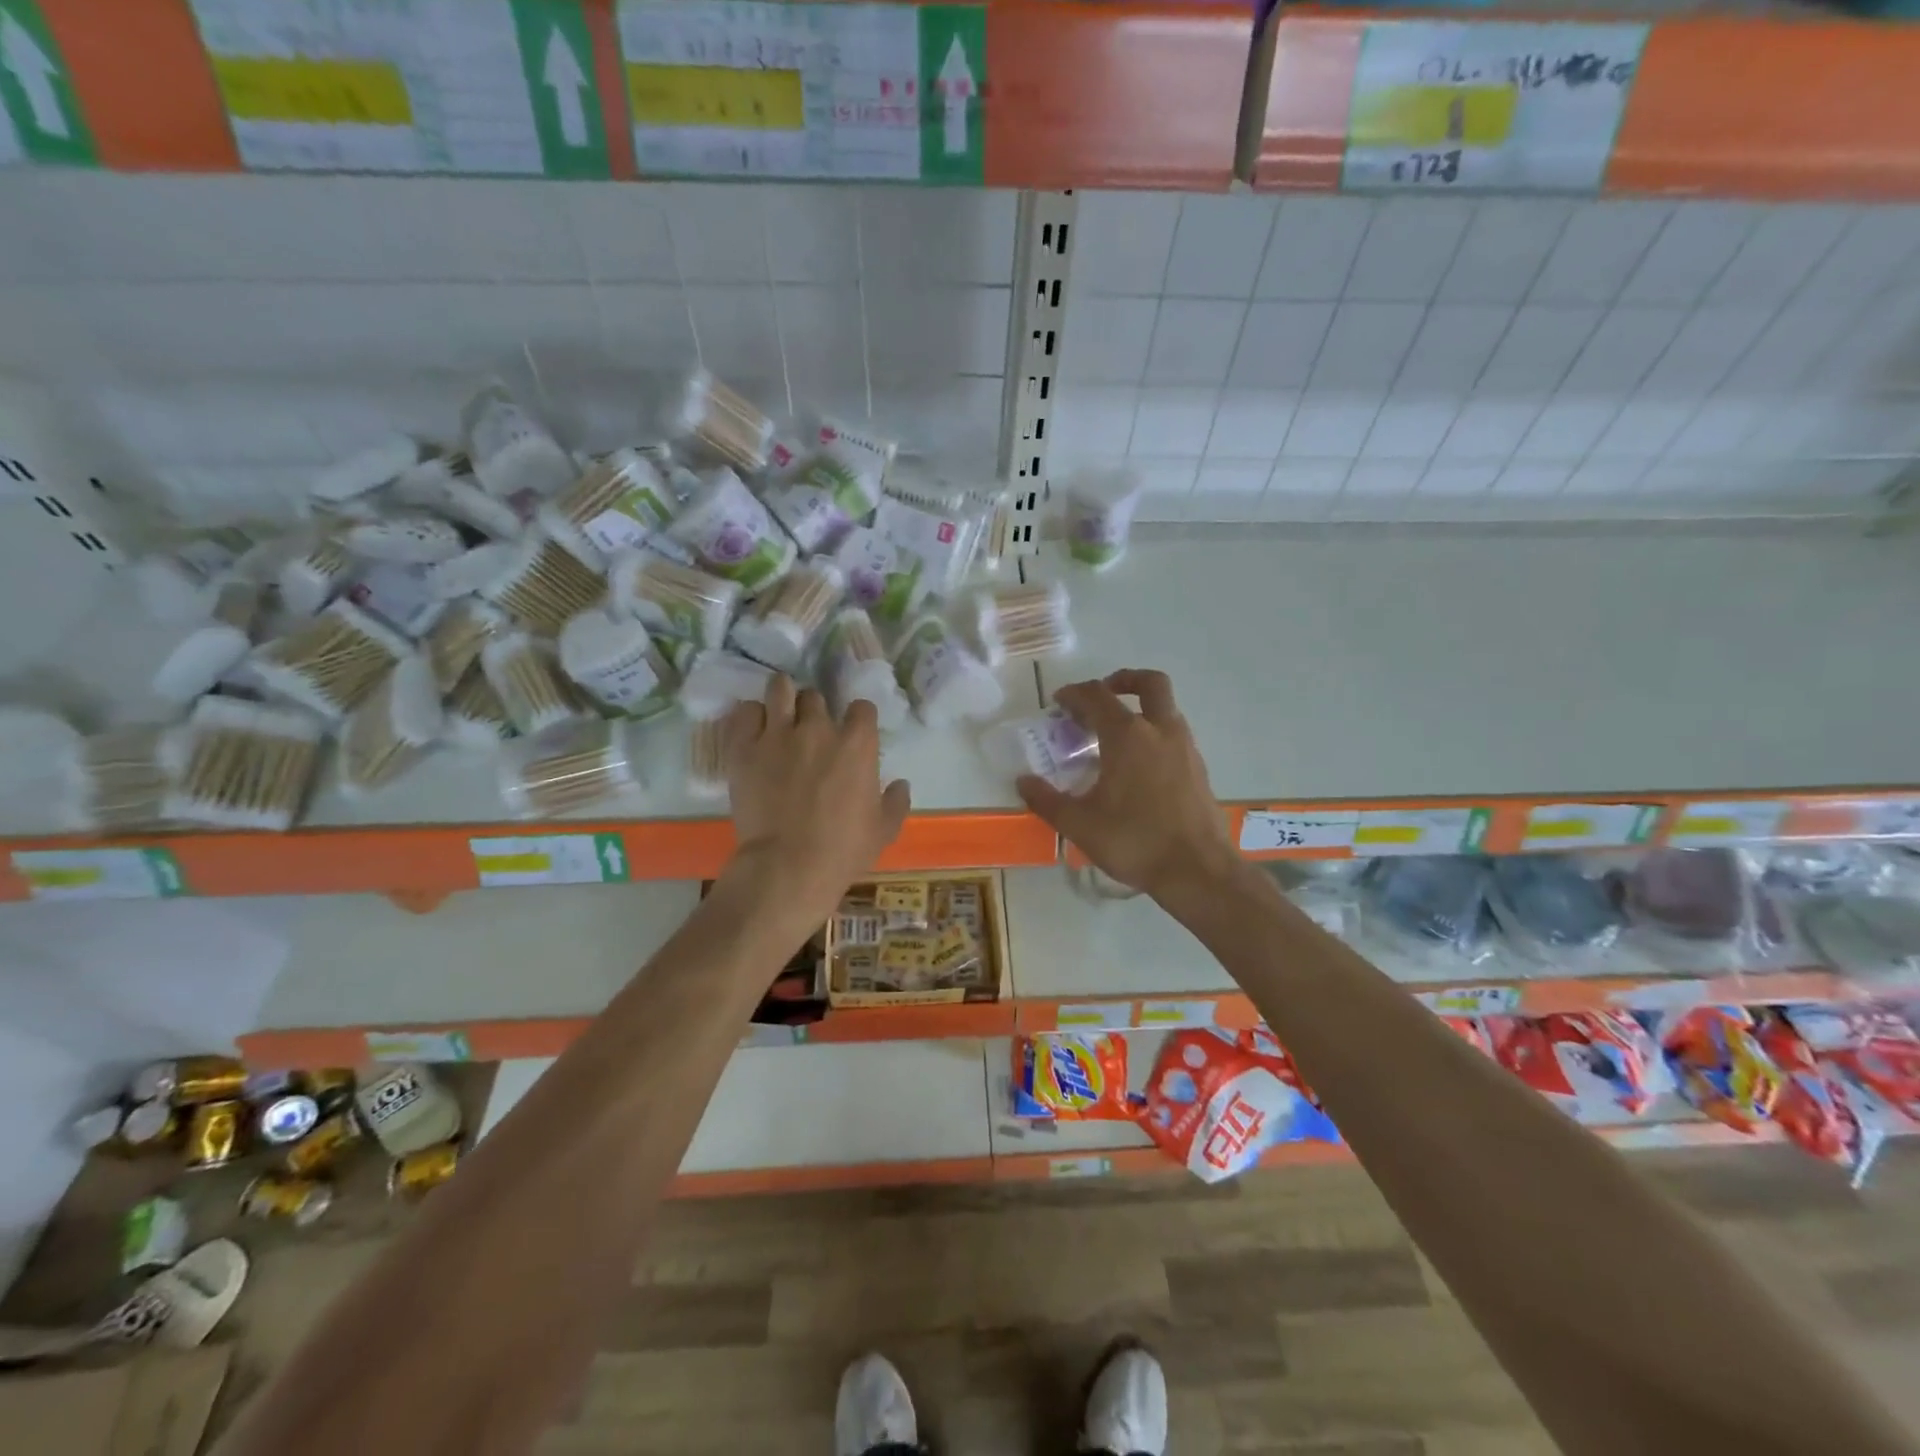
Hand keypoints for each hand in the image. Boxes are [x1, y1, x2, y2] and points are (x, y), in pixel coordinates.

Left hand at [723, 675, 910, 921]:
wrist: (789, 866)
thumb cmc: (843, 850)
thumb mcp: (884, 830)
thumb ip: (896, 802)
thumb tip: (900, 784)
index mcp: (857, 744)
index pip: (862, 707)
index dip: (858, 718)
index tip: (852, 732)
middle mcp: (818, 728)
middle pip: (816, 697)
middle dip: (815, 710)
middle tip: (809, 730)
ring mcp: (778, 734)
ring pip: (780, 690)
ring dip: (782, 697)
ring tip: (779, 712)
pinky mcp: (744, 748)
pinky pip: (745, 712)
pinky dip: (751, 717)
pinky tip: (754, 730)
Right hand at [1016, 669, 1237, 900]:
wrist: (1198, 871)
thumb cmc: (1134, 841)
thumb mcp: (1079, 824)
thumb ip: (1047, 800)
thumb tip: (1024, 782)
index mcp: (1127, 736)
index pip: (1097, 696)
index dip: (1074, 694)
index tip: (1058, 702)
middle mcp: (1160, 731)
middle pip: (1149, 683)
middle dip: (1123, 680)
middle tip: (1102, 694)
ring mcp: (1185, 748)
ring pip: (1166, 708)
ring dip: (1141, 708)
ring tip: (1116, 734)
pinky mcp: (1199, 769)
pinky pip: (1174, 735)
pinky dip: (1155, 734)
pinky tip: (1139, 766)